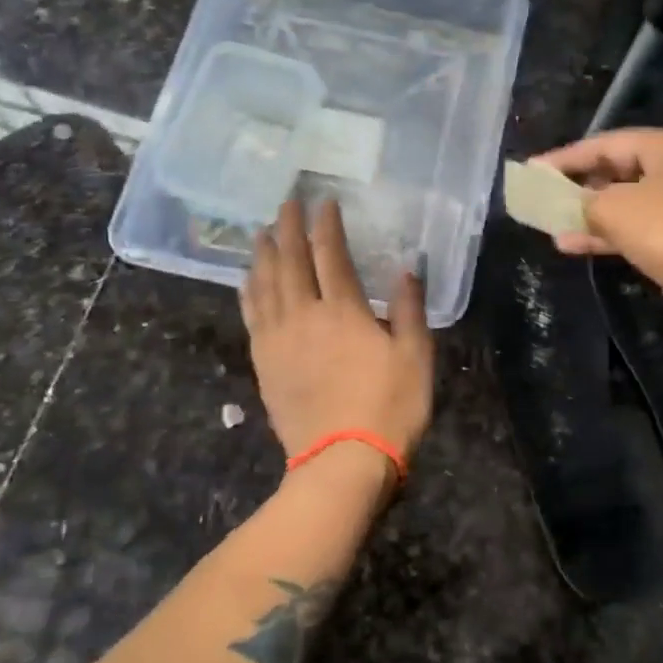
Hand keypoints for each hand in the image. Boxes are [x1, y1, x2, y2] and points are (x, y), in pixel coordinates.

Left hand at [240, 198, 434, 465]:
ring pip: (264, 284)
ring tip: (261, 232)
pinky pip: (251, 315)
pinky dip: (248, 290)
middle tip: (286, 202)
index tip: (324, 202)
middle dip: (287, 227)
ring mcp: (278, 339)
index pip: (330, 254)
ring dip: (262, 253)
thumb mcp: (415, 357)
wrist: (342, 461)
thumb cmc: (389, 407)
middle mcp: (304, 315)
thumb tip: (407, 269)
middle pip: (289, 261)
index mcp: (343, 310)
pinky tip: (246, 279)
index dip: (326, 225)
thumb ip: (410, 310)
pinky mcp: (264, 363)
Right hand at [531, 128, 662, 336]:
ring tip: (554, 229)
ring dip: (592, 217)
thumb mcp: (613, 209)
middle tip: (547, 198)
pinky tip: (577, 247)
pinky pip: (642, 229)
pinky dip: (612, 235)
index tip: (534, 170)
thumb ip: (582, 202)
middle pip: (620, 172)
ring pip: (629, 204)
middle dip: (580, 188)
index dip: (566, 157)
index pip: (606, 143)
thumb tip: (573, 207)